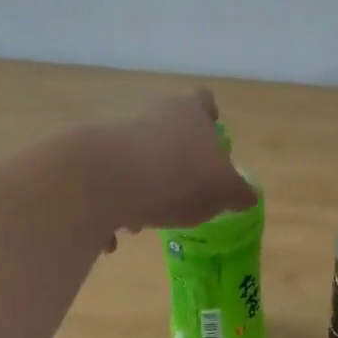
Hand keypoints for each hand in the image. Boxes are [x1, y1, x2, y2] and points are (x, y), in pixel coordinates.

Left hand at [100, 91, 256, 243]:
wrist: (109, 180)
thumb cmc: (181, 178)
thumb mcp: (224, 191)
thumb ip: (237, 193)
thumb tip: (247, 196)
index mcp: (191, 114)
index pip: (205, 103)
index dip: (210, 116)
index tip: (211, 133)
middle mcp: (155, 116)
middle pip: (168, 132)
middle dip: (174, 162)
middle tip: (183, 193)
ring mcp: (119, 134)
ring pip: (137, 160)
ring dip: (142, 188)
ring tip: (145, 221)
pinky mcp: (90, 157)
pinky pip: (108, 183)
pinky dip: (114, 206)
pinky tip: (116, 234)